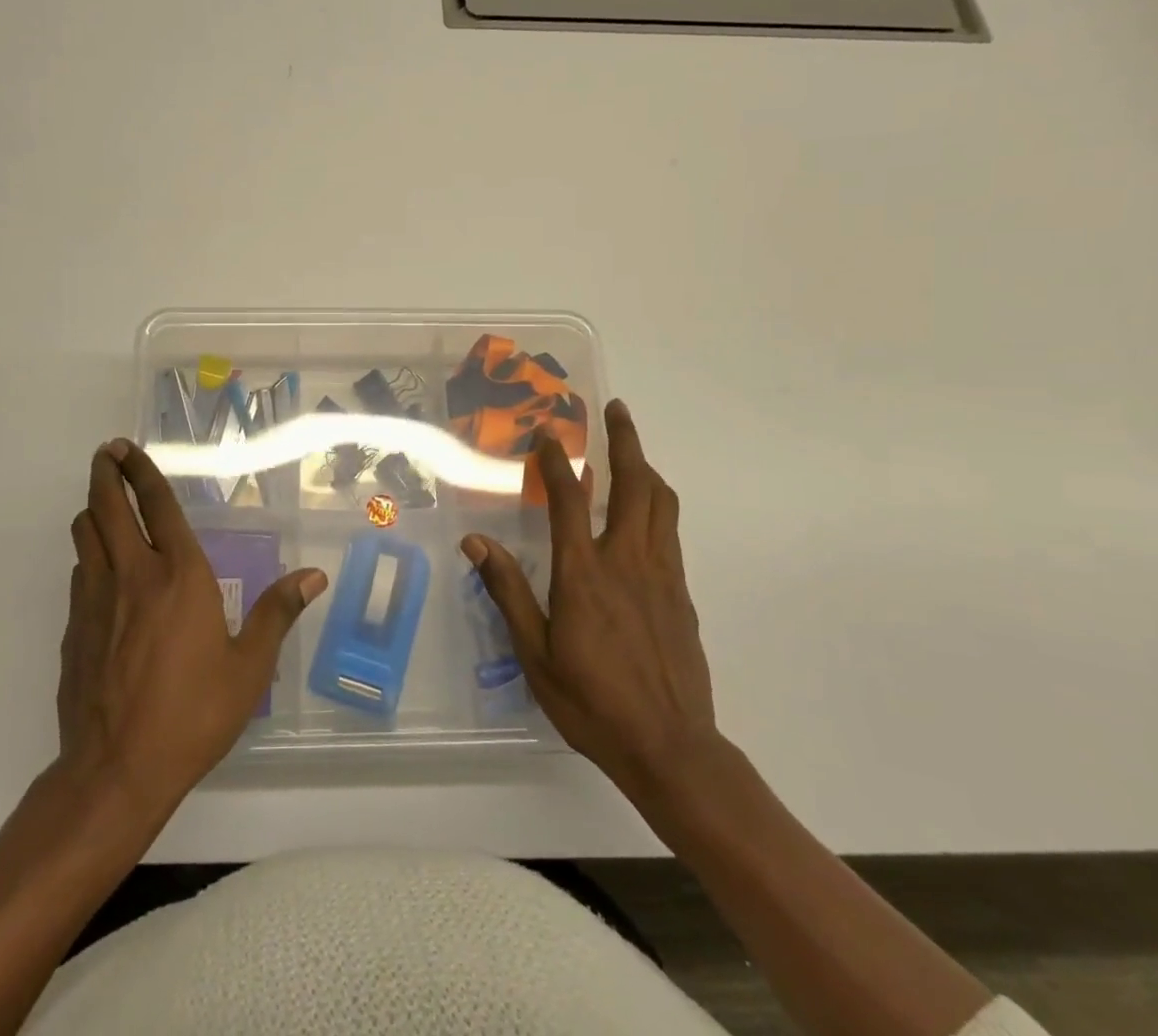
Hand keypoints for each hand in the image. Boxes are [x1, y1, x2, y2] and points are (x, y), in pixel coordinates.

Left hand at [57, 440, 326, 818]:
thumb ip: (277, 613)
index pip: (157, 505)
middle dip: (106, 474)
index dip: (141, 471)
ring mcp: (95, 600)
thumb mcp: (249, 668)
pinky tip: (103, 571)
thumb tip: (314, 576)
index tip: (127, 448)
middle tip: (107, 454)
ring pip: (85, 535)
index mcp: (179, 575)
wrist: (115, 771)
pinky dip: (90, 556)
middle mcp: (132, 575)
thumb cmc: (192, 714)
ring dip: (94, 511)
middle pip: (108, 507)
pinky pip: (80, 573)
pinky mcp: (74, 628)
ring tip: (106, 505)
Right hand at [461, 400, 720, 801]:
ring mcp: (661, 574)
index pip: (568, 499)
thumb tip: (476, 542)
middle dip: (625, 441)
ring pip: (661, 503)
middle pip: (634, 485)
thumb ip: (508, 592)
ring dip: (646, 468)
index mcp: (584, 573)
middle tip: (616, 410)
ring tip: (632, 451)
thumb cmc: (592, 701)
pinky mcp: (681, 594)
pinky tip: (645, 513)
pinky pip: (670, 532)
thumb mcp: (536, 653)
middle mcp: (627, 560)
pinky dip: (657, 504)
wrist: (671, 747)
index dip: (556, 462)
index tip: (548, 435)